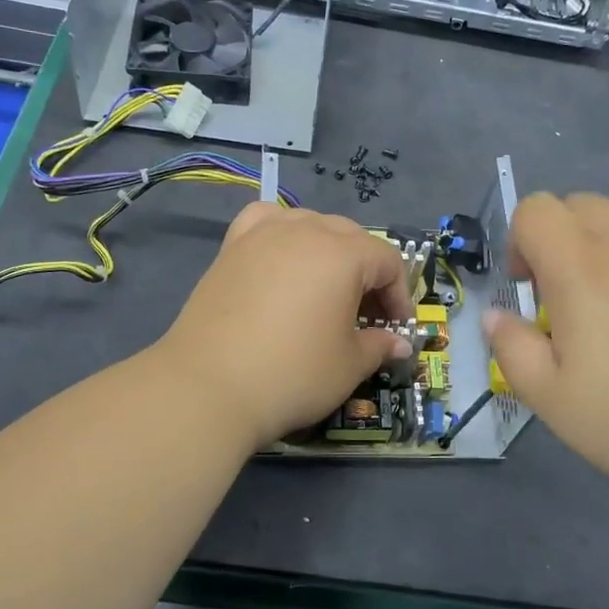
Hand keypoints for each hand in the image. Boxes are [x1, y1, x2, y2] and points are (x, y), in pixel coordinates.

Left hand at [155, 201, 414, 449]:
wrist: (208, 387)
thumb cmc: (292, 374)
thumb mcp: (349, 366)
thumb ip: (379, 346)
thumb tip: (399, 344)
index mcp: (343, 254)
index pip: (387, 260)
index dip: (399, 295)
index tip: (395, 328)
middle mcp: (305, 231)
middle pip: (351, 237)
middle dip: (367, 273)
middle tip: (365, 316)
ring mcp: (263, 235)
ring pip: (310, 224)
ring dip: (328, 250)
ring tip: (325, 288)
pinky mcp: (231, 248)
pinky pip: (265, 221)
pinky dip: (281, 232)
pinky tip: (281, 256)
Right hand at [483, 192, 608, 533]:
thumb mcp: (556, 403)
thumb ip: (513, 351)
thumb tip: (496, 316)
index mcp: (583, 270)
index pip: (537, 209)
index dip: (518, 241)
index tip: (528, 293)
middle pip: (582, 205)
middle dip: (559, 241)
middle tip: (565, 305)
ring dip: (606, 267)